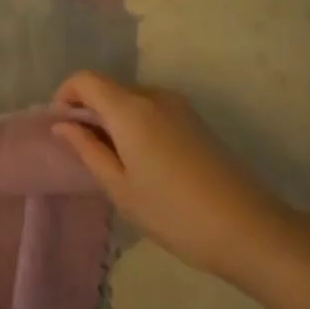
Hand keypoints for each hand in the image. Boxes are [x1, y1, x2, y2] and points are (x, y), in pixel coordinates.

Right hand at [51, 72, 288, 278]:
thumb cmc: (173, 213)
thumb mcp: (120, 188)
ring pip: (132, 99)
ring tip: (114, 161)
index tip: (61, 126)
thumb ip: (88, 150)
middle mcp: (155, 97)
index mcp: (131, 110)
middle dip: (89, 110)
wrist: (248, 228)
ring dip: (114, 118)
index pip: (86, 80)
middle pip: (109, 88)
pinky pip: (153, 110)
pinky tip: (143, 162)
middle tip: (84, 151)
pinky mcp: (196, 121)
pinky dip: (136, 124)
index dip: (66, 95)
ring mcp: (180, 107)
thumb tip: (63, 126)